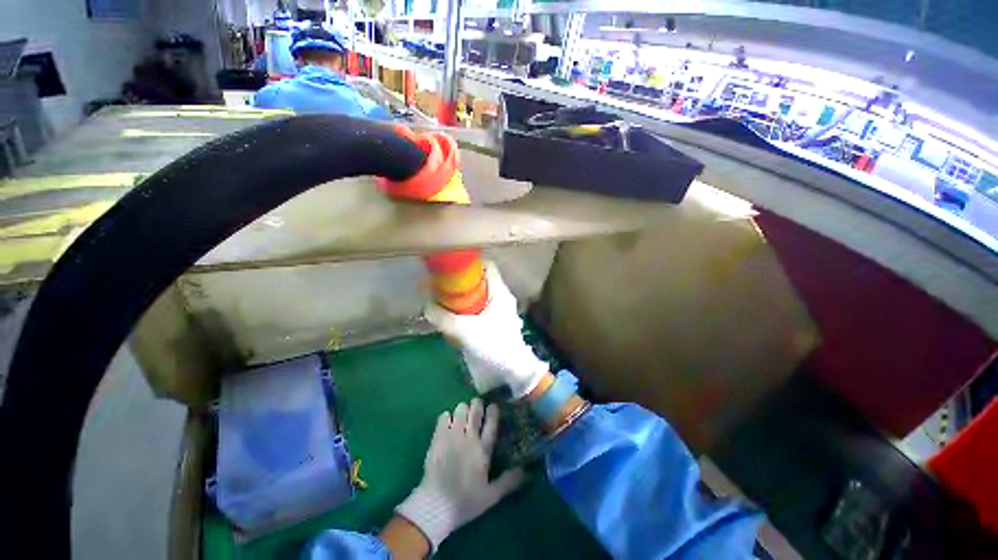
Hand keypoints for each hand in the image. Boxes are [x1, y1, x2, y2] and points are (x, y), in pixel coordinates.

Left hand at [396, 399, 523, 550]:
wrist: (435, 505)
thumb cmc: (465, 501)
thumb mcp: (491, 496)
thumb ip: (508, 481)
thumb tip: (527, 471)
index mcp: (483, 450)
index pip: (491, 424)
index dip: (493, 412)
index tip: (493, 405)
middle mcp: (470, 438)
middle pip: (475, 411)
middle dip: (477, 405)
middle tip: (477, 405)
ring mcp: (452, 435)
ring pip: (460, 410)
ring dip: (463, 409)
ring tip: (462, 414)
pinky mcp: (438, 437)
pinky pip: (444, 416)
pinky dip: (447, 416)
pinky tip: (447, 422)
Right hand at [425, 262, 547, 397]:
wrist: (513, 370)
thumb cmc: (494, 345)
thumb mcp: (464, 330)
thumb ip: (443, 318)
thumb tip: (427, 306)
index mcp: (500, 291)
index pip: (488, 266)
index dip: (470, 264)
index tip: (452, 270)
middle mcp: (502, 297)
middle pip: (480, 281)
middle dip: (462, 285)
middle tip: (444, 290)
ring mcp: (501, 309)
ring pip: (479, 296)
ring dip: (463, 300)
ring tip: (447, 307)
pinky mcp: (497, 321)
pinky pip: (480, 308)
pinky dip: (468, 311)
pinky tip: (457, 322)